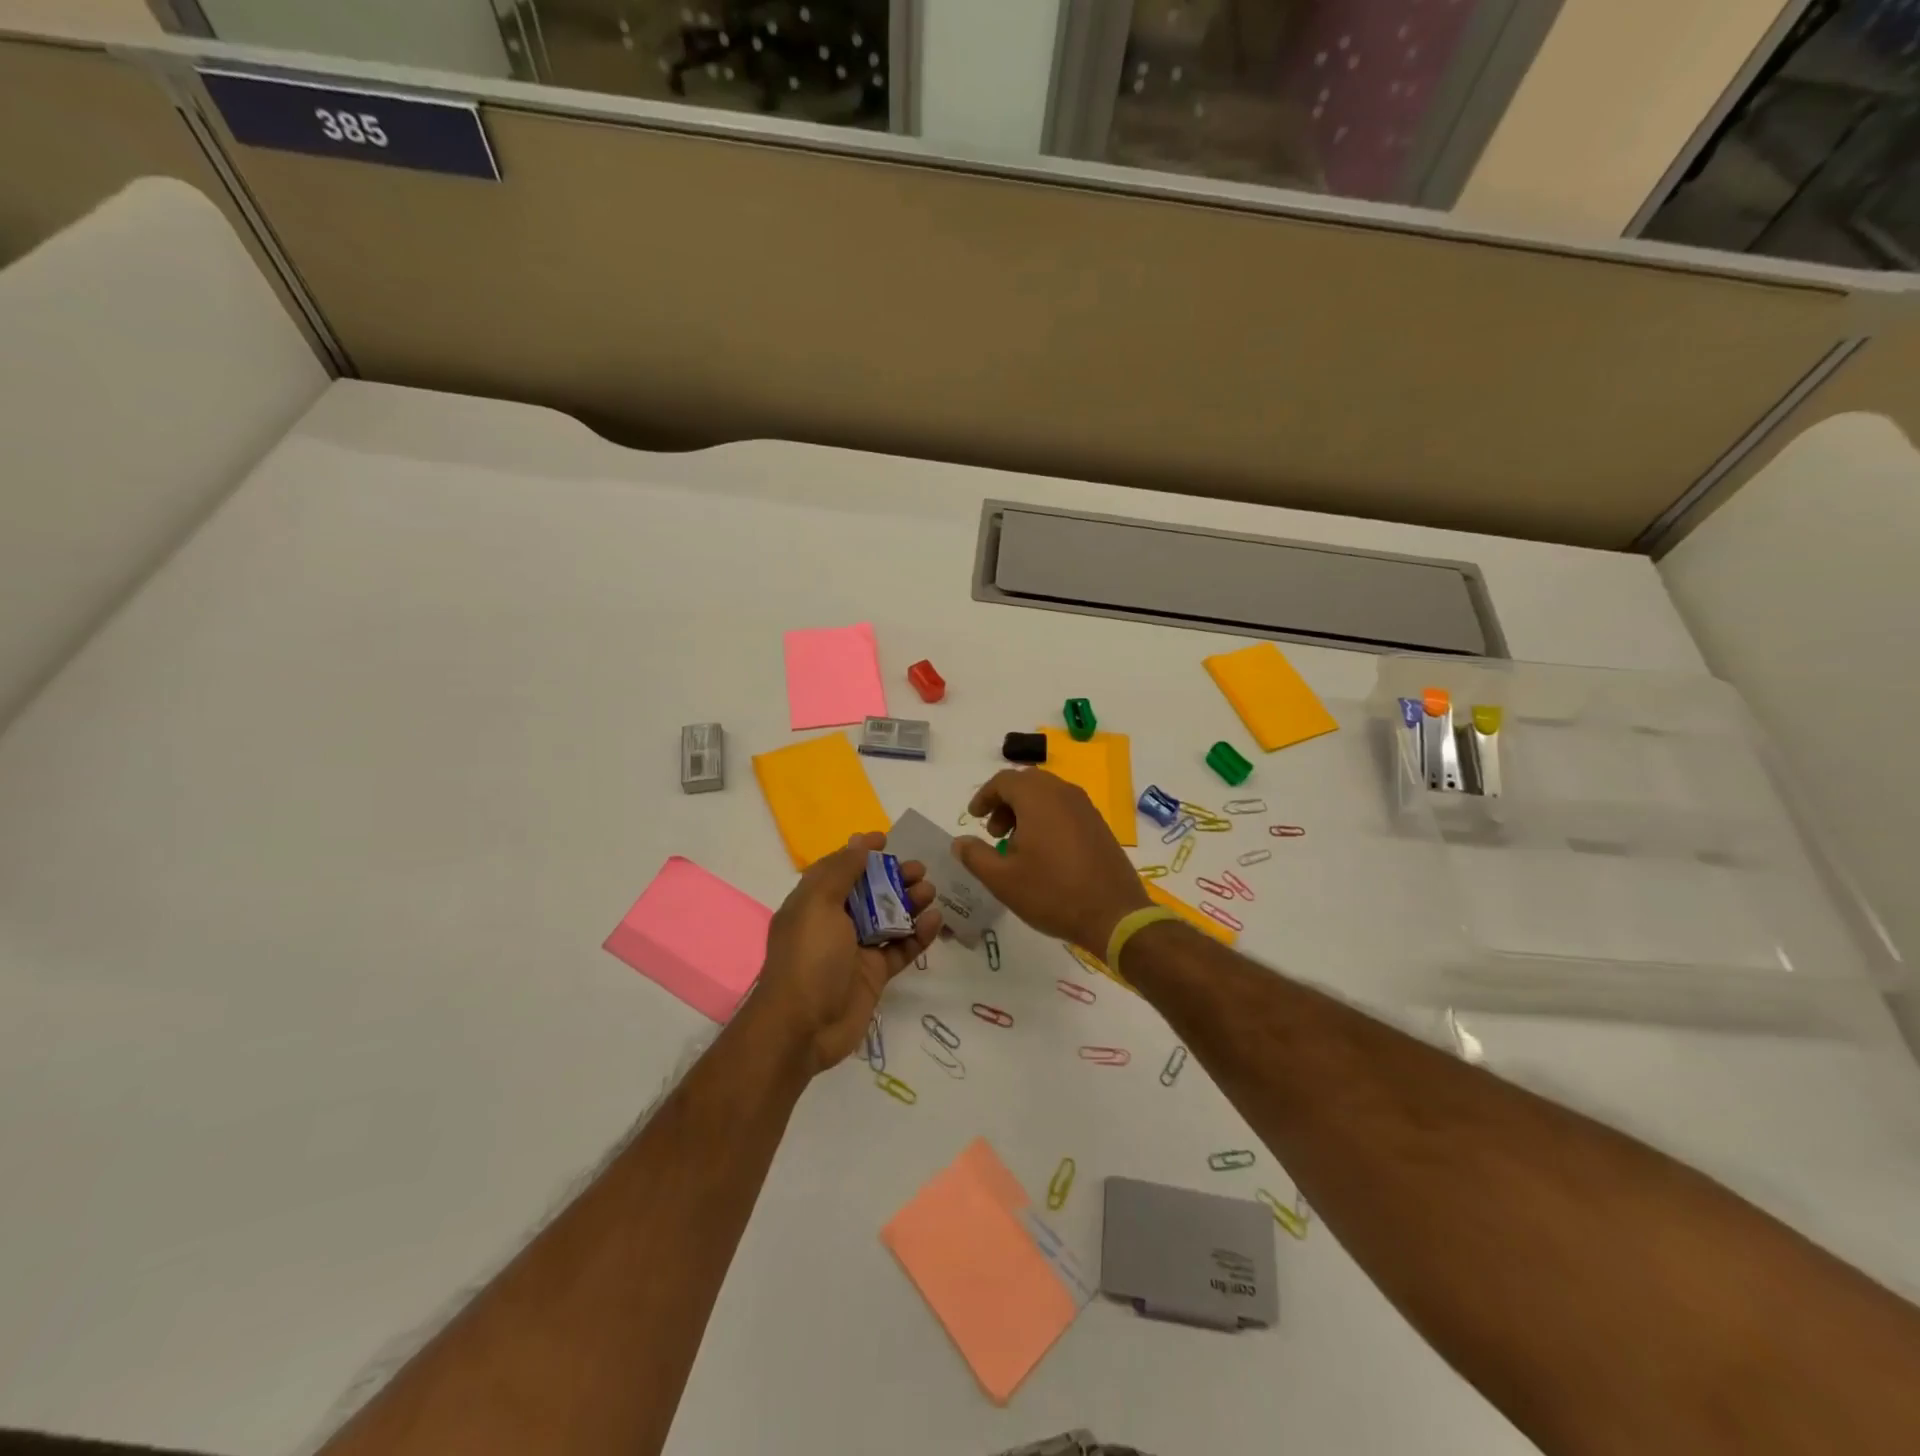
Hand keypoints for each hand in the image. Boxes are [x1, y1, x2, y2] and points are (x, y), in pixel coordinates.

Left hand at [753, 832, 940, 1074]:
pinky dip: (918, 934)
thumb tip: (859, 842)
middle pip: (869, 891)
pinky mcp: (874, 974)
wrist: (802, 1028)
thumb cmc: (808, 958)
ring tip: (930, 893)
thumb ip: (841, 871)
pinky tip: (934, 922)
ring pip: (889, 918)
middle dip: (894, 877)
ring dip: (910, 902)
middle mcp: (834, 923)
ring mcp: (855, 950)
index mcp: (813, 903)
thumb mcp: (818, 905)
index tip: (886, 839)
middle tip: (921, 870)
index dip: (860, 852)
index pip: (838, 868)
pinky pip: (900, 948)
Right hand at [952, 769, 1150, 954]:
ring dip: (1026, 811)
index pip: (1003, 780)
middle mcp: (1063, 792)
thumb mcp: (1002, 880)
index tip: (974, 818)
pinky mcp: (1099, 824)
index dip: (984, 796)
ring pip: (1047, 795)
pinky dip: (1047, 818)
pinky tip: (1044, 852)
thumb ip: (975, 856)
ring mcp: (1085, 807)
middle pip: (1026, 783)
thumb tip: (960, 842)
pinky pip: (1065, 808)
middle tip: (994, 833)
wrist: (1114, 914)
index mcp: (1037, 798)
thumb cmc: (1052, 893)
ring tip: (1017, 845)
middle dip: (1005, 803)